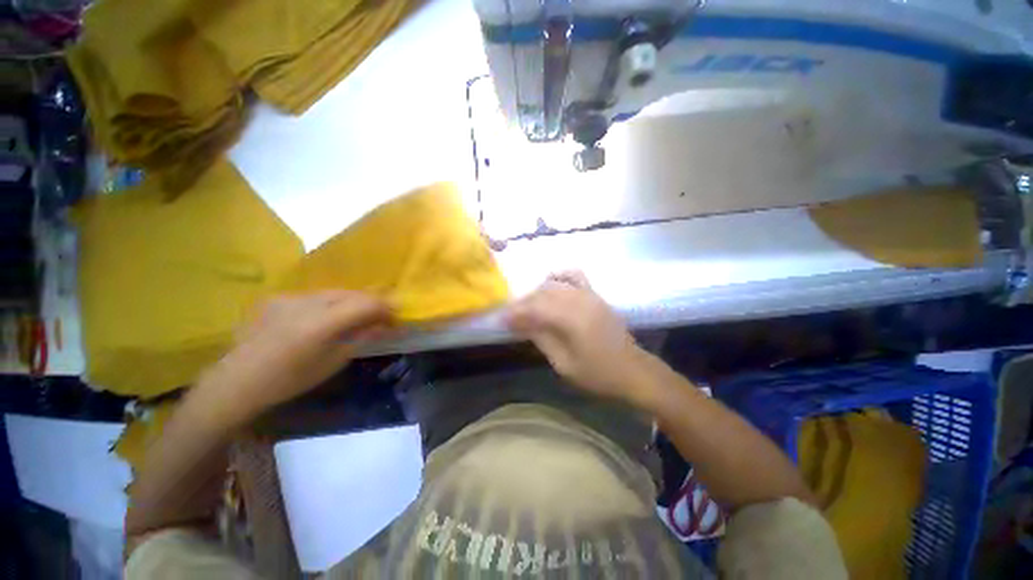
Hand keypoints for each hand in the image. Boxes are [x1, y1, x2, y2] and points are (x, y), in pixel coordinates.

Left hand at [202, 291, 391, 423]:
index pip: (367, 303)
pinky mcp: (279, 297)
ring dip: (352, 301)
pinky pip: (316, 295)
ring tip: (356, 316)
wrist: (237, 382)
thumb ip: (362, 338)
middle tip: (381, 317)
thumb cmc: (290, 379)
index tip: (396, 317)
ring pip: (335, 292)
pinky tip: (326, 318)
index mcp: (322, 323)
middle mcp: (307, 303)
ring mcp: (290, 297)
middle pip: (353, 293)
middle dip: (372, 303)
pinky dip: (331, 303)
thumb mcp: (333, 362)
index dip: (386, 308)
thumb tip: (385, 325)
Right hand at [507, 272, 650, 404]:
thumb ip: (542, 339)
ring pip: (554, 285)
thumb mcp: (564, 364)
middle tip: (511, 316)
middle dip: (523, 303)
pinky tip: (550, 282)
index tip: (502, 320)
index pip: (535, 309)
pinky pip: (575, 277)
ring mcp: (589, 295)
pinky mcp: (595, 295)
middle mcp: (579, 301)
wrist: (633, 371)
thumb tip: (520, 325)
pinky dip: (559, 276)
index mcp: (572, 320)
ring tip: (527, 307)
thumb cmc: (598, 374)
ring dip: (537, 293)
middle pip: (542, 294)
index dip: (516, 313)